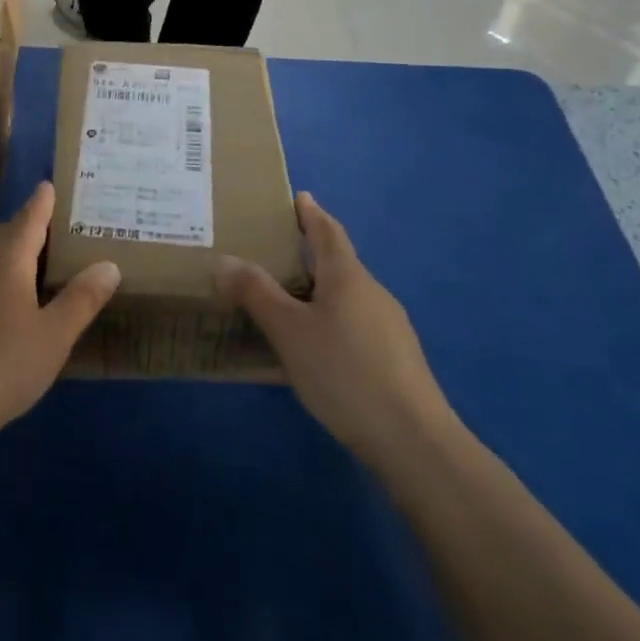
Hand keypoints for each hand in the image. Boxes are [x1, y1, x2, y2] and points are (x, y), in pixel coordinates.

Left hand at [0, 182, 118, 455]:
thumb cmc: (2, 367)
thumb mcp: (54, 338)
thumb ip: (81, 299)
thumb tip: (109, 264)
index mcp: (7, 259)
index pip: (29, 219)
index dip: (41, 203)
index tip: (47, 186)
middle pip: (0, 234)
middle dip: (21, 230)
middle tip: (43, 236)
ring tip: (17, 271)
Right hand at [217, 193, 452, 462]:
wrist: (414, 443)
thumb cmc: (344, 372)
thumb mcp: (289, 331)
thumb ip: (256, 293)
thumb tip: (225, 259)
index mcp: (348, 276)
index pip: (328, 231)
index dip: (311, 213)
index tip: (299, 197)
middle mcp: (373, 293)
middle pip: (339, 263)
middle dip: (310, 254)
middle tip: (275, 252)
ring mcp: (390, 328)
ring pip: (347, 297)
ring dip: (319, 291)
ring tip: (287, 301)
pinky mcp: (397, 361)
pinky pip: (355, 326)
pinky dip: (331, 322)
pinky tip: (315, 348)